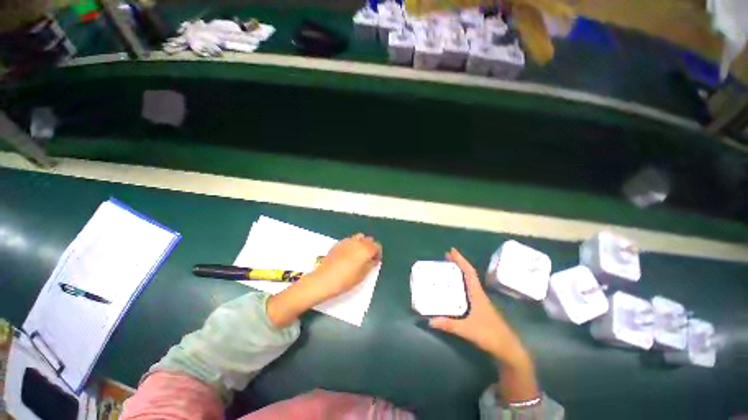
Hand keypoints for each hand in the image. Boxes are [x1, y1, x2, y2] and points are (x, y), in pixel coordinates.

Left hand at [303, 233, 381, 301]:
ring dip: (362, 244)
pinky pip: (350, 240)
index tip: (375, 261)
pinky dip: (352, 244)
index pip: (377, 246)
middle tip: (368, 258)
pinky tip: (348, 255)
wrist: (324, 280)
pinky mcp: (338, 243)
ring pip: (359, 237)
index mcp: (365, 249)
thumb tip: (373, 260)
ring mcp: (347, 241)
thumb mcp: (362, 275)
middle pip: (369, 240)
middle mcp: (357, 242)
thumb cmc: (345, 280)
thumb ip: (370, 265)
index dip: (378, 253)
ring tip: (358, 255)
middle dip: (370, 247)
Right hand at [429, 249, 528, 366]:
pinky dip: (461, 283)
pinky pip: (468, 289)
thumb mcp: (467, 329)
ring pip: (469, 281)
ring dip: (459, 272)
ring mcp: (480, 300)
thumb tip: (430, 320)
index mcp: (477, 294)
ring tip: (448, 268)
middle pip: (468, 273)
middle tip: (446, 256)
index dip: (461, 260)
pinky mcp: (479, 307)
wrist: (507, 348)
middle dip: (458, 263)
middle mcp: (478, 294)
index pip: (469, 272)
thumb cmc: (489, 335)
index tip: (451, 250)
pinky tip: (454, 287)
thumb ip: (448, 325)